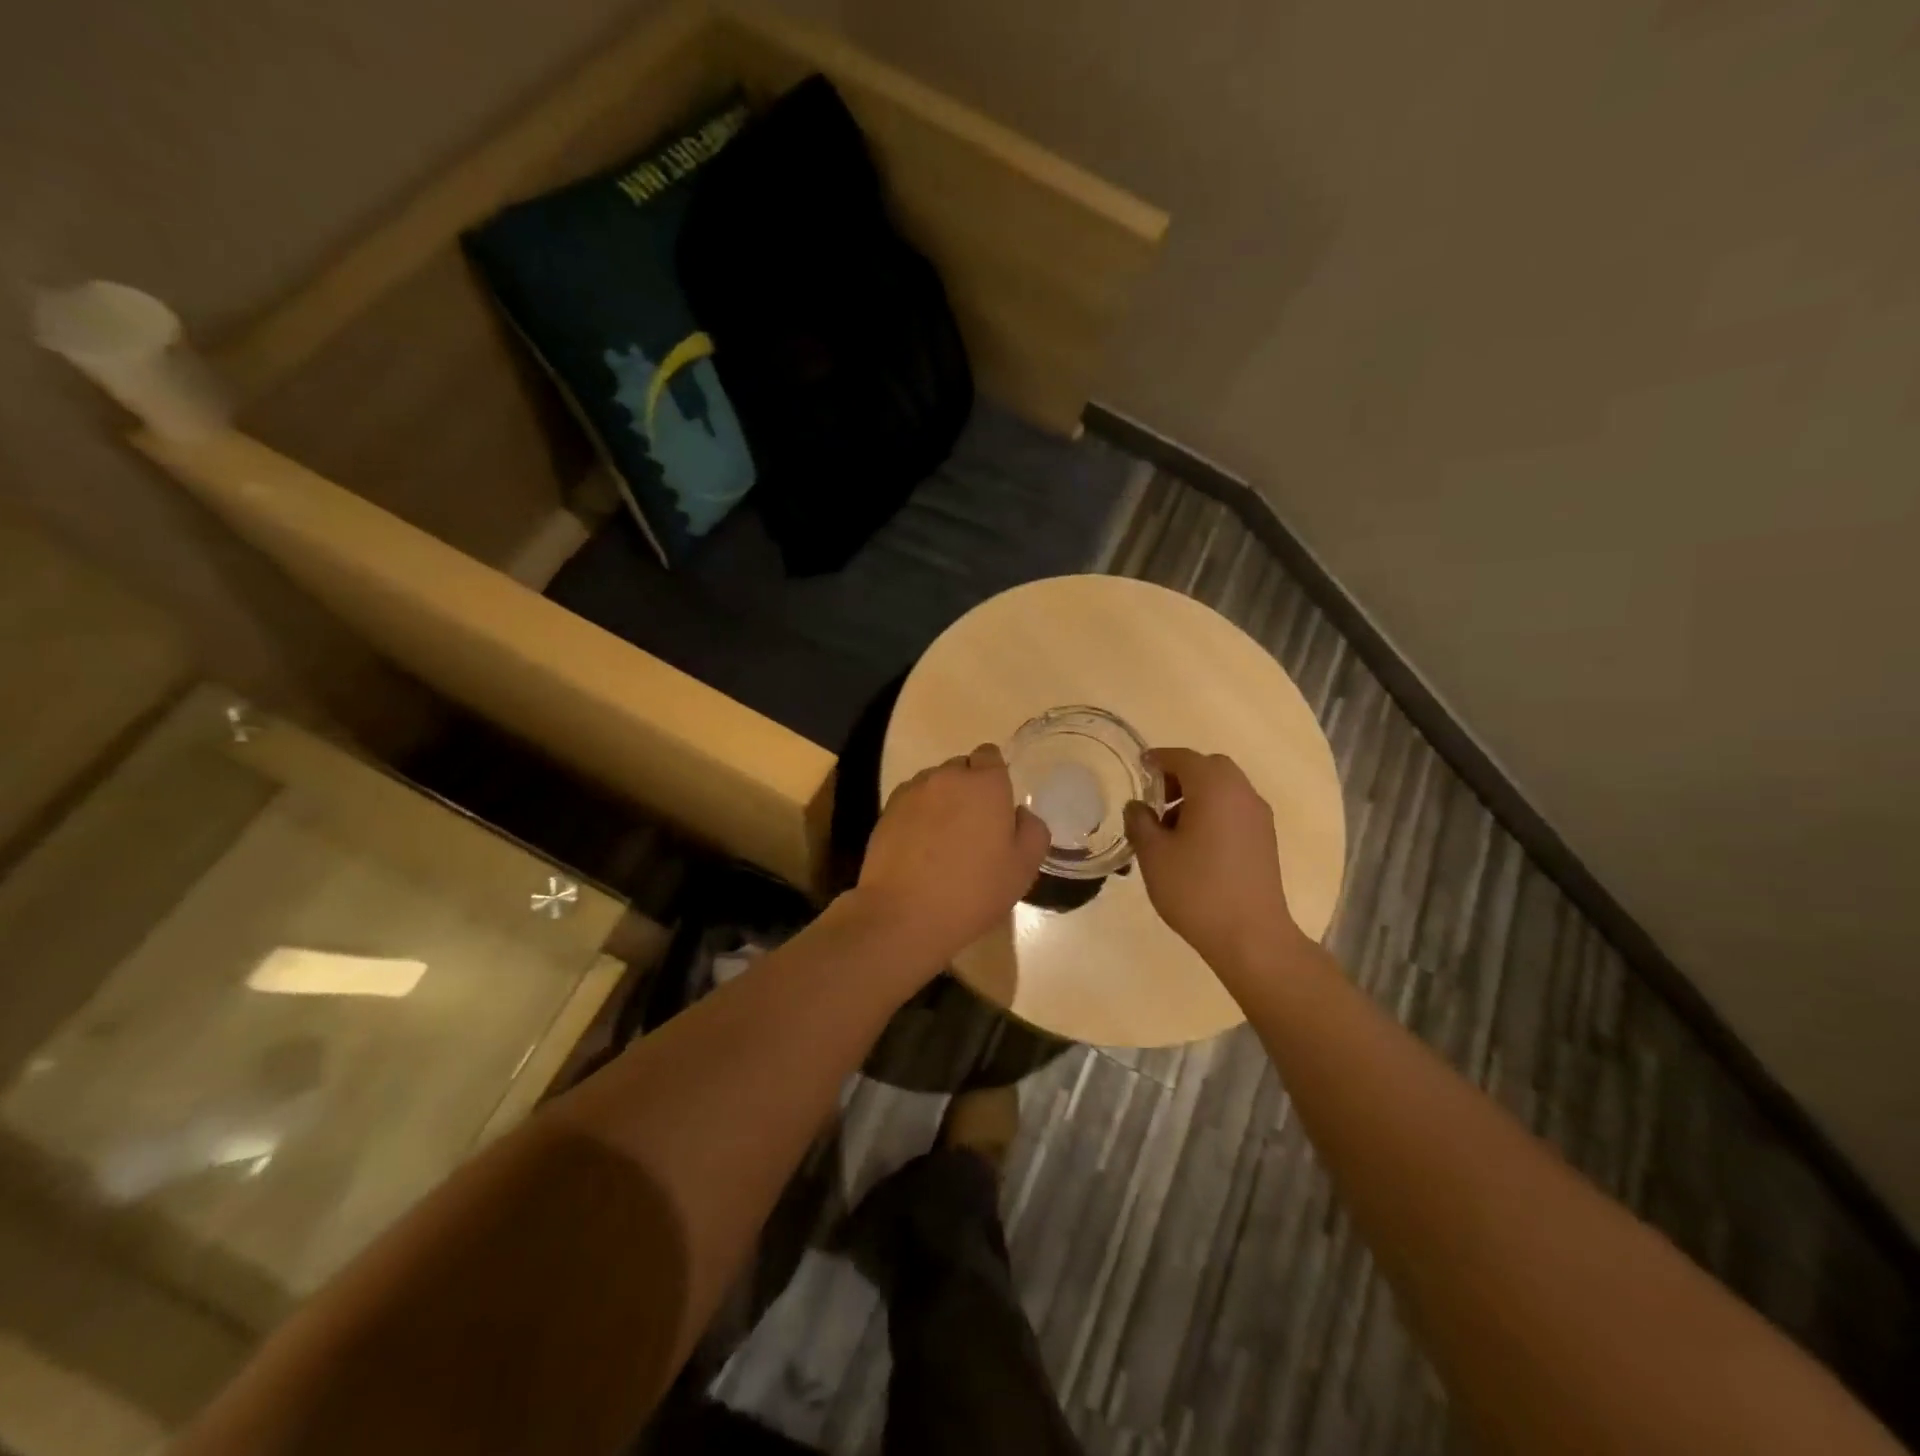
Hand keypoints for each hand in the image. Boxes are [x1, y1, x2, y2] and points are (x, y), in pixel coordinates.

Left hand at [854, 744, 1049, 968]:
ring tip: (943, 840)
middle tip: (974, 828)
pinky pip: (911, 802)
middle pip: (961, 768)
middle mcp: (947, 777)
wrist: (904, 914)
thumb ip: (1032, 830)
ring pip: (934, 784)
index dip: (995, 776)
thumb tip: (1019, 814)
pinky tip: (920, 848)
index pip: (990, 755)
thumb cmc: (973, 891)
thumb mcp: (1023, 868)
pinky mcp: (887, 811)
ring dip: (942, 800)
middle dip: (969, 788)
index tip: (997, 806)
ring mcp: (912, 792)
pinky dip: (918, 815)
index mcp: (985, 784)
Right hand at [1122, 747, 1307, 974]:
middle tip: (1156, 798)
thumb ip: (1140, 822)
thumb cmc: (1196, 889)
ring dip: (1198, 795)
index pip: (1183, 758)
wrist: (1251, 936)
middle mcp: (1242, 793)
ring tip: (1170, 826)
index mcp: (1214, 788)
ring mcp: (1259, 817)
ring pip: (1225, 789)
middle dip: (1181, 775)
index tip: (1140, 767)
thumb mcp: (1153, 854)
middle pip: (1210, 768)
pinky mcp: (1266, 840)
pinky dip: (1214, 811)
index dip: (1158, 759)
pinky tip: (1195, 843)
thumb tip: (1137, 807)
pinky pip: (1236, 809)